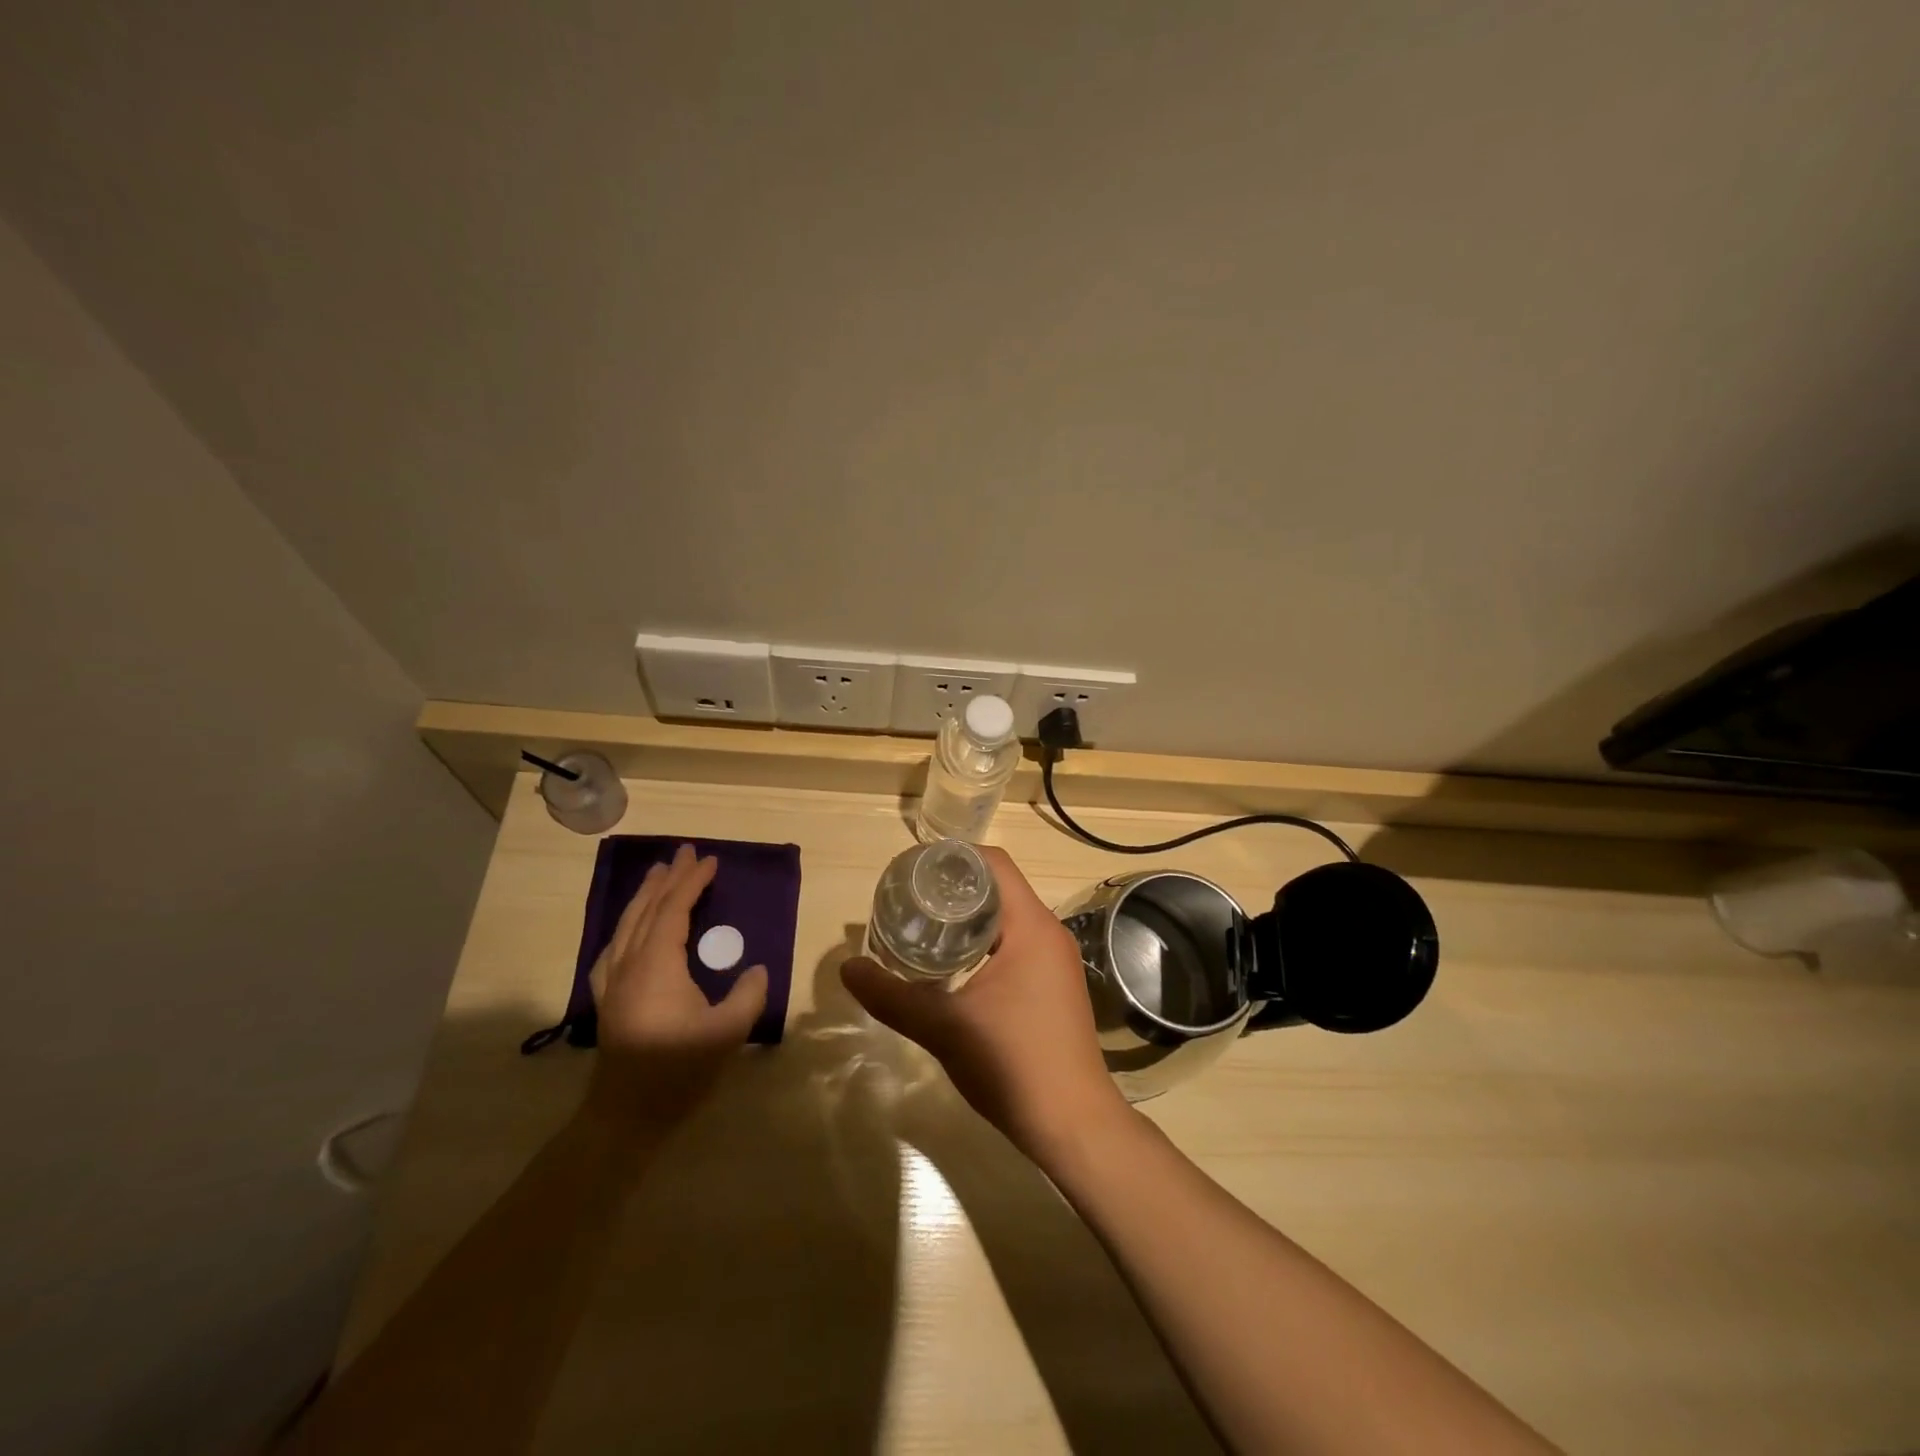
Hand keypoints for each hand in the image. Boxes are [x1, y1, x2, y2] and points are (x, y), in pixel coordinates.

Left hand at [584, 844, 767, 1127]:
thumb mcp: (727, 1032)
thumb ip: (748, 995)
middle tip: (684, 852)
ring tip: (657, 873)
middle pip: (648, 909)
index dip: (693, 883)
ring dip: (645, 895)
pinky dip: (625, 926)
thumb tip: (756, 970)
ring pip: (627, 925)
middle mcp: (630, 963)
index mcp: (658, 964)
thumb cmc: (677, 1070)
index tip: (710, 861)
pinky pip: (613, 947)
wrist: (625, 1116)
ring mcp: (613, 981)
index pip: (675, 910)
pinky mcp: (607, 999)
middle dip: (668, 878)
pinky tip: (629, 928)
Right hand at [841, 846, 1128, 1162]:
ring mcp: (1056, 960)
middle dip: (954, 888)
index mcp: (1031, 926)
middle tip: (908, 899)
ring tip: (924, 926)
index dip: (953, 858)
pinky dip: (985, 941)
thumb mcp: (943, 1027)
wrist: (1073, 1124)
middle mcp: (1049, 933)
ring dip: (970, 916)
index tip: (912, 870)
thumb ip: (892, 996)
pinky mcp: (1055, 985)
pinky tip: (954, 964)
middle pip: (999, 887)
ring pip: (1008, 918)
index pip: (994, 864)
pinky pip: (1017, 943)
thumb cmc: (1013, 1063)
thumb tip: (848, 968)